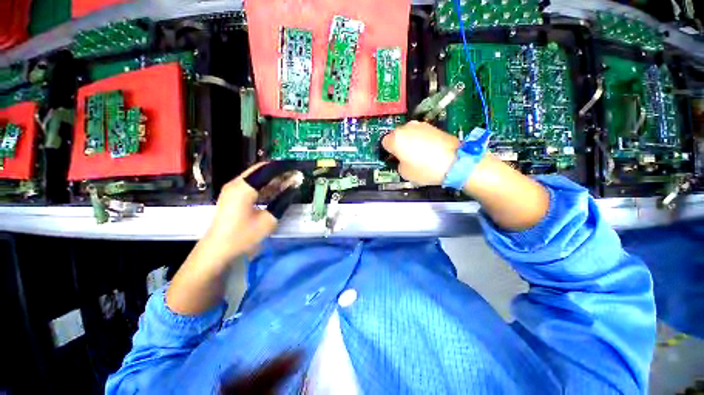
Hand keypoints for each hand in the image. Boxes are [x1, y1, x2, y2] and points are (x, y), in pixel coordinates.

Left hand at [166, 163, 281, 314]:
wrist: (216, 250)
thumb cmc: (242, 236)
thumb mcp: (268, 220)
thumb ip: (283, 202)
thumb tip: (293, 189)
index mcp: (244, 187)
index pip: (267, 169)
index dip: (283, 167)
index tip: (297, 168)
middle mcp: (236, 183)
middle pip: (261, 171)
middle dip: (279, 172)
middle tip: (295, 176)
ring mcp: (233, 189)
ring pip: (257, 178)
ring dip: (273, 179)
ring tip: (290, 182)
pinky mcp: (232, 196)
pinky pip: (252, 185)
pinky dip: (265, 186)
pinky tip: (277, 191)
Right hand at [382, 121, 459, 185]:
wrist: (455, 162)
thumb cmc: (424, 169)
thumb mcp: (404, 173)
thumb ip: (398, 163)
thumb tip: (401, 159)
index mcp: (395, 139)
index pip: (384, 143)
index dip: (389, 152)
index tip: (394, 159)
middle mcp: (406, 128)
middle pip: (397, 136)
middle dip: (399, 144)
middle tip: (406, 157)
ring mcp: (421, 125)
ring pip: (409, 133)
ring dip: (410, 141)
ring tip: (419, 154)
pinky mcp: (433, 126)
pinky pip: (421, 133)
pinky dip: (421, 140)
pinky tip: (429, 150)